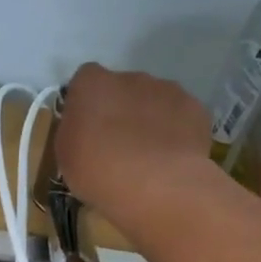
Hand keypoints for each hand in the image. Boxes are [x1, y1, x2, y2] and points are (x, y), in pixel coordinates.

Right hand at [54, 63, 213, 213]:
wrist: (155, 185)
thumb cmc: (98, 171)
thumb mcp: (65, 155)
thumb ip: (73, 131)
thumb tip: (84, 127)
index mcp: (92, 84)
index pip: (85, 80)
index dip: (86, 103)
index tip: (86, 129)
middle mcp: (130, 77)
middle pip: (122, 88)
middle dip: (120, 110)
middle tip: (117, 146)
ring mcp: (167, 89)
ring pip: (154, 100)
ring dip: (149, 119)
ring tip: (147, 155)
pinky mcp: (195, 108)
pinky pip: (179, 116)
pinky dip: (175, 132)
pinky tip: (170, 159)